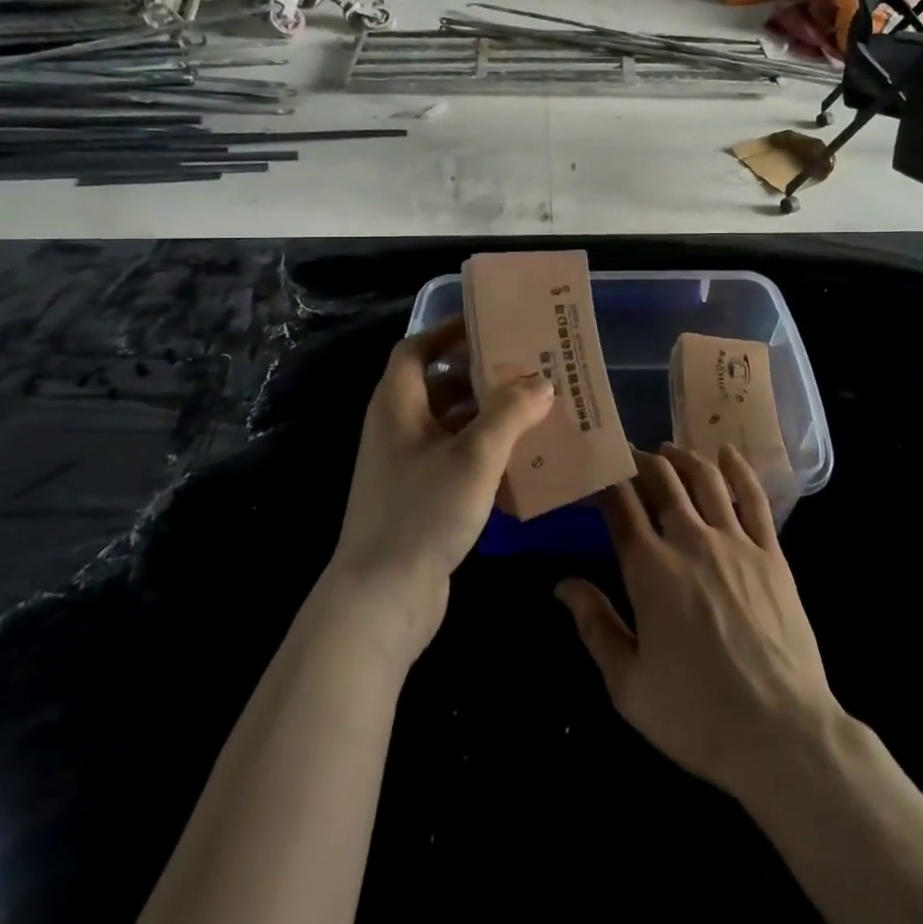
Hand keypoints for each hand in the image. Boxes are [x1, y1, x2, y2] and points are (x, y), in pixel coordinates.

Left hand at [328, 315, 553, 659]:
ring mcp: (406, 467)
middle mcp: (397, 428)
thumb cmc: (423, 511)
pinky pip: (456, 461)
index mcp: (397, 404)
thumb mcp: (475, 455)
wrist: (381, 600)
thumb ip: (510, 412)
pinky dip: (486, 454)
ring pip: (452, 426)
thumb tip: (541, 380)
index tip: (490, 324)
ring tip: (536, 410)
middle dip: (482, 376)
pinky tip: (523, 462)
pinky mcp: (420, 500)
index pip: (417, 349)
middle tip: (528, 368)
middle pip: (440, 386)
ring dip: (489, 417)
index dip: (449, 331)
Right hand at [556, 444, 842, 801]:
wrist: (781, 735)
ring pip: (705, 478)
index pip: (620, 504)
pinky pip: (755, 498)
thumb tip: (563, 584)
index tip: (594, 468)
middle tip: (628, 455)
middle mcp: (690, 541)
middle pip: (662, 480)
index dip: (605, 479)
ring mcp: (735, 543)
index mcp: (650, 569)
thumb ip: (594, 626)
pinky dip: (739, 470)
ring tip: (668, 450)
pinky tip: (728, 454)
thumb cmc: (696, 715)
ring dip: (682, 457)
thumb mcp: (628, 684)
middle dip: (640, 460)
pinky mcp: (771, 554)